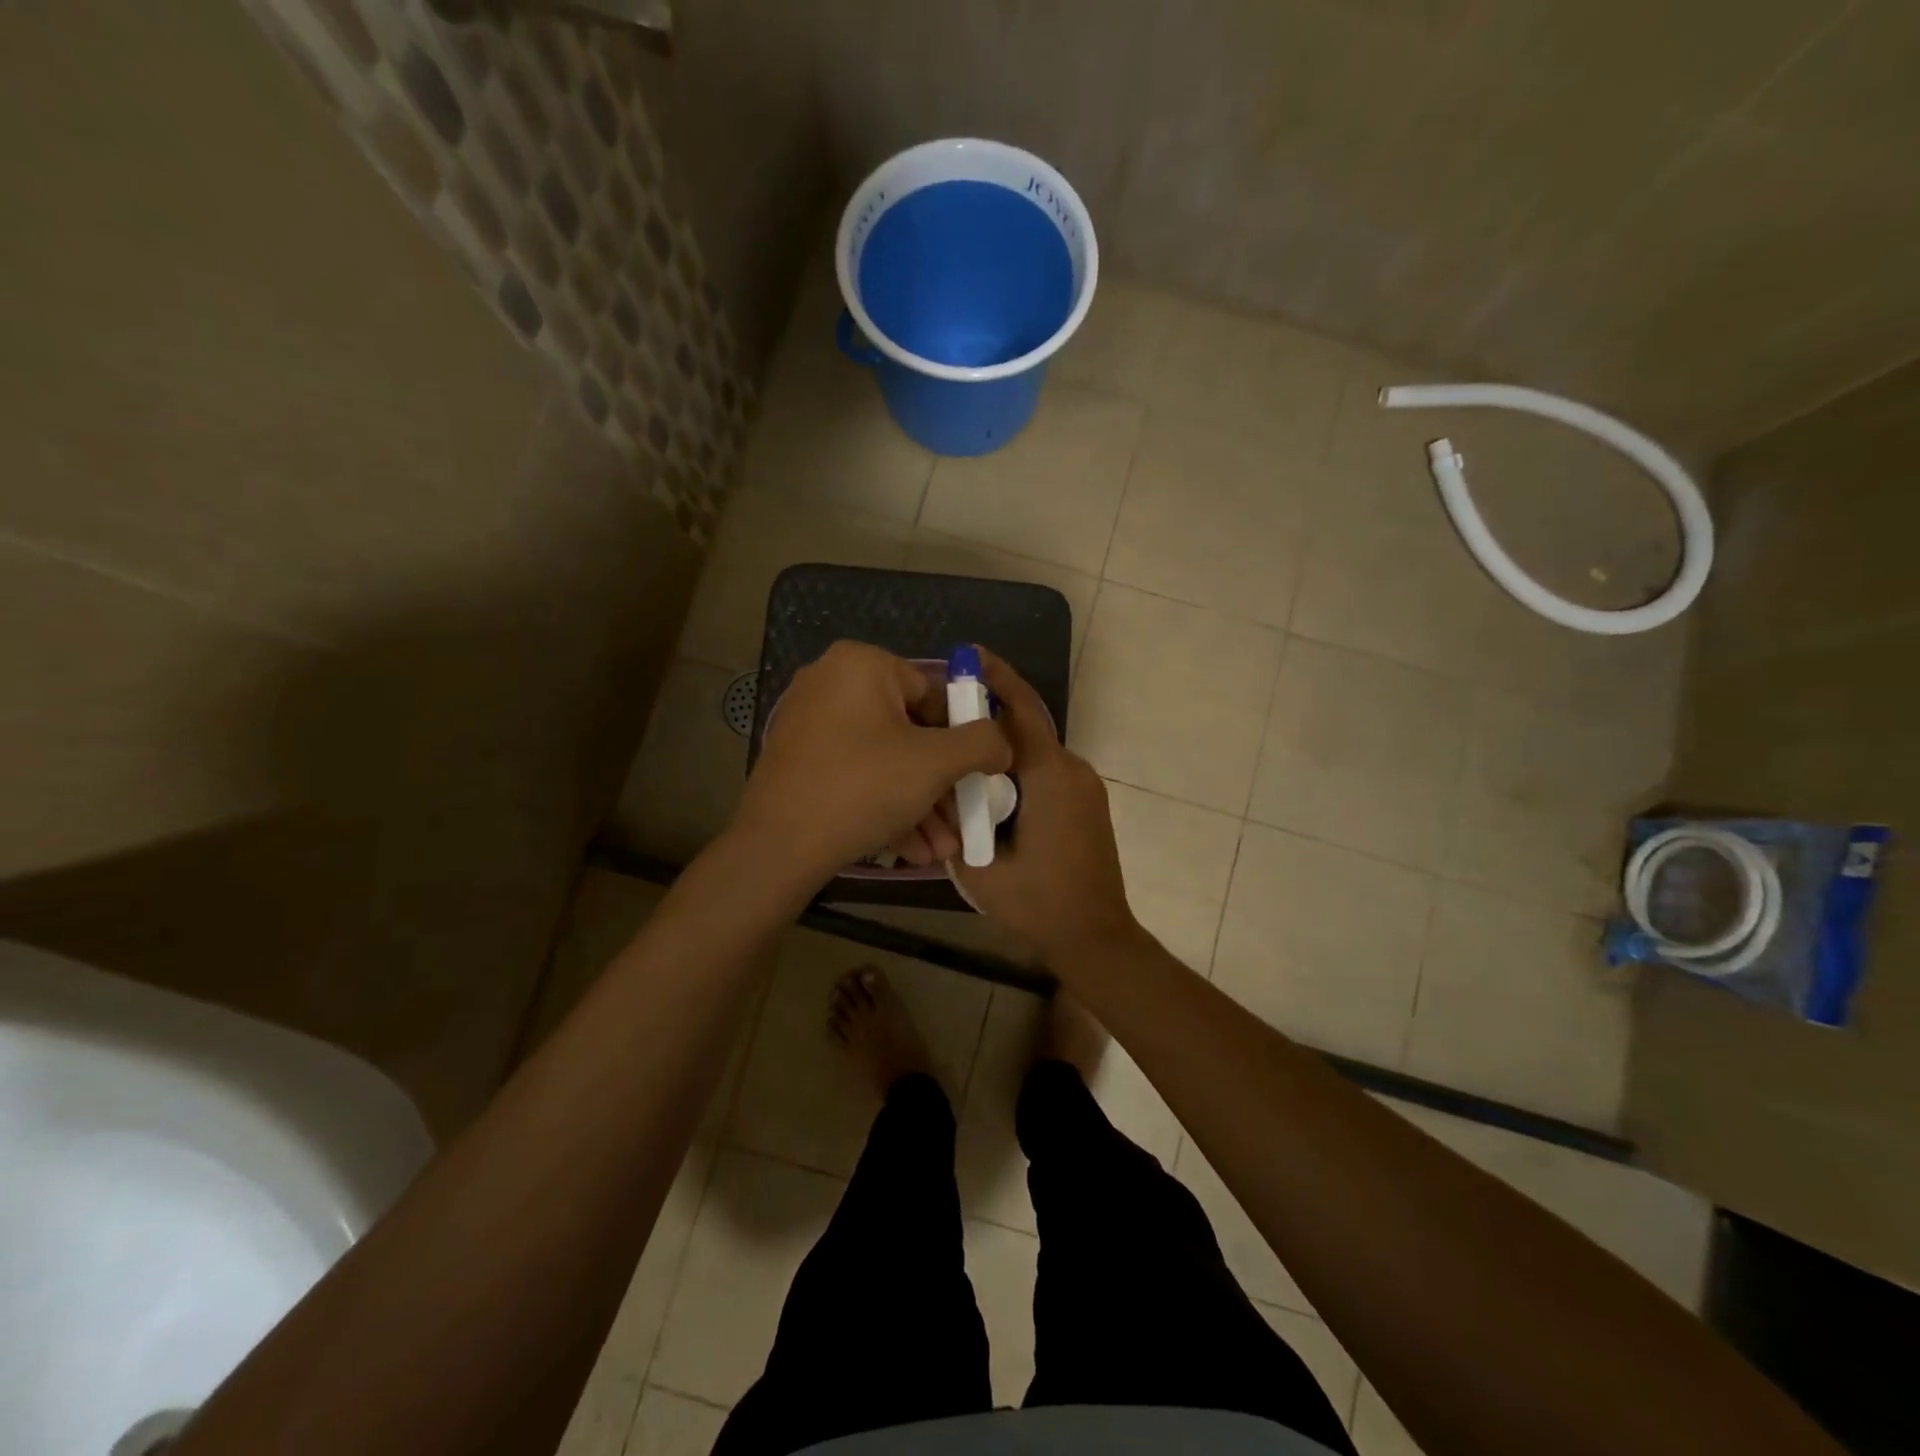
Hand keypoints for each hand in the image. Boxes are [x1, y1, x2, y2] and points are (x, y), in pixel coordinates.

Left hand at [731, 641, 1011, 886]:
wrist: (778, 847)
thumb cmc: (862, 788)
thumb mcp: (936, 763)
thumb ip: (982, 742)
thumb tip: (1002, 742)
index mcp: (862, 664)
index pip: (933, 694)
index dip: (962, 738)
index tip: (977, 778)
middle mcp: (831, 682)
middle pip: (910, 732)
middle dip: (941, 785)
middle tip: (962, 823)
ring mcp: (811, 722)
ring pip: (885, 761)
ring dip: (920, 805)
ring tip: (943, 850)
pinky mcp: (800, 760)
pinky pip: (857, 774)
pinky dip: (886, 805)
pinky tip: (912, 850)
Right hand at [951, 651, 1140, 962]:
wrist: (1094, 936)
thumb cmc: (1038, 902)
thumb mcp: (979, 865)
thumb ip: (958, 821)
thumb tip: (943, 791)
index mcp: (1049, 776)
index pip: (1021, 710)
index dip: (995, 678)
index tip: (969, 656)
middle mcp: (1073, 769)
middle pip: (1026, 727)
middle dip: (988, 717)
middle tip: (946, 718)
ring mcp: (1086, 786)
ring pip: (1036, 751)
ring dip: (1002, 750)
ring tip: (961, 760)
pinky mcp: (1088, 803)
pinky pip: (1048, 772)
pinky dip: (1019, 770)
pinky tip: (990, 792)